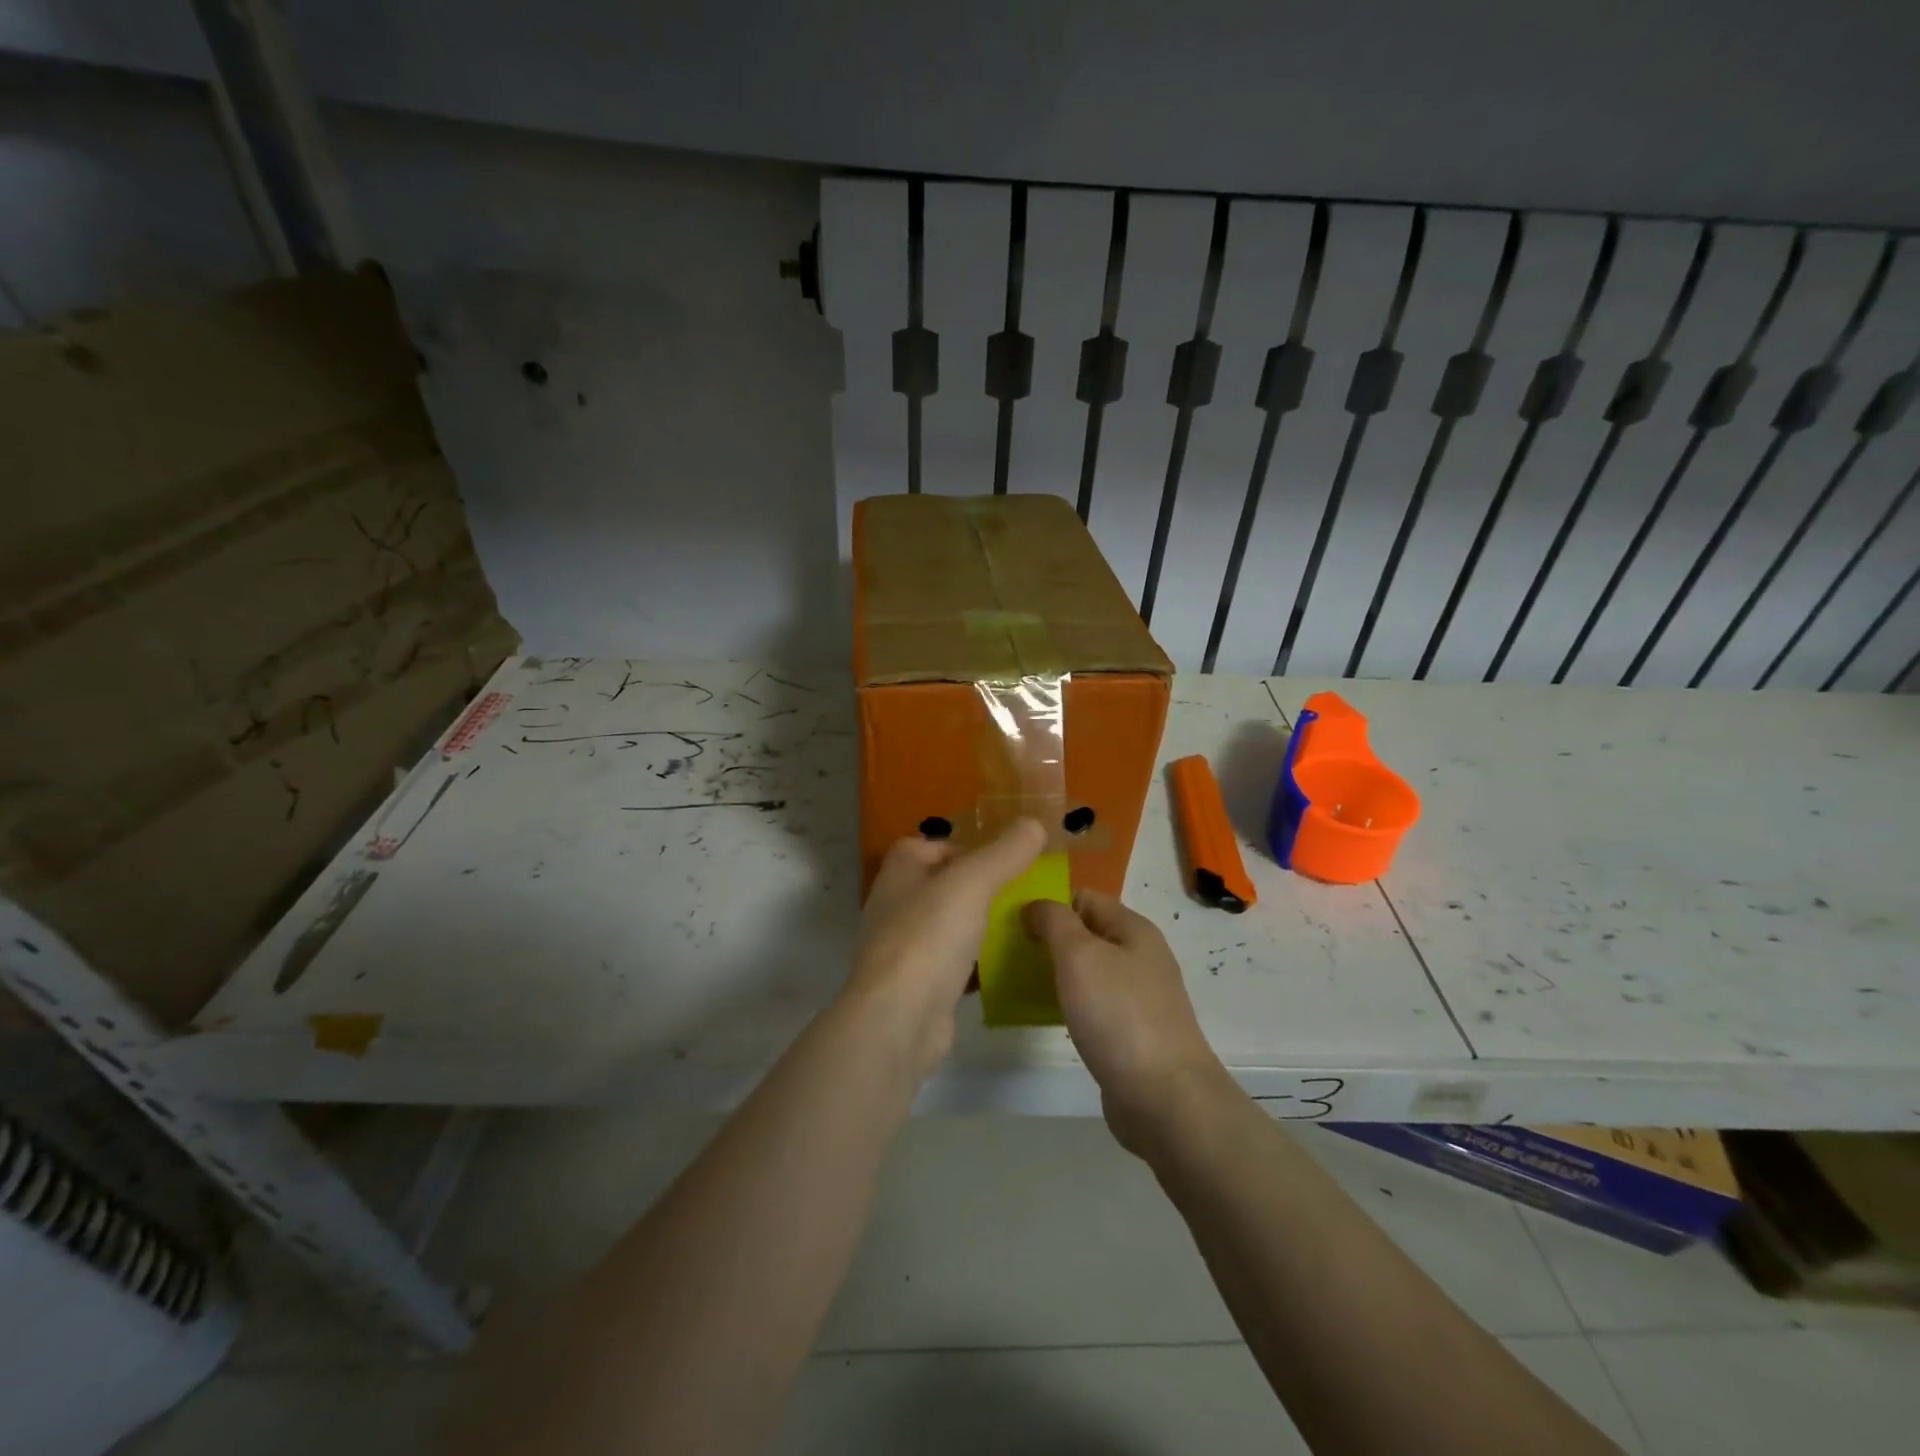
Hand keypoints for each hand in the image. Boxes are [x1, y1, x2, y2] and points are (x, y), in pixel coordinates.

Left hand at [842, 818, 1046, 1082]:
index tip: (1000, 860)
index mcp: (900, 872)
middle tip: (1021, 892)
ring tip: (1022, 926)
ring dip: (980, 925)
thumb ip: (1004, 852)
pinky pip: (954, 963)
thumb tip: (1034, 823)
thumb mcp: (973, 882)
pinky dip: (977, 963)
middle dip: (980, 888)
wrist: (899, 1019)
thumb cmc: (930, 936)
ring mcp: (905, 947)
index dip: (964, 847)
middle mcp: (896, 905)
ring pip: (950, 925)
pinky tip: (1007, 967)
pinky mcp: (919, 985)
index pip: (929, 846)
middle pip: (943, 885)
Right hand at [1023, 890, 1231, 1156]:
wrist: (1165, 1099)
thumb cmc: (1119, 1015)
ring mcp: (1138, 996)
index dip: (1048, 904)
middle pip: (1085, 934)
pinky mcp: (1132, 1032)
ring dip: (1056, 974)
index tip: (1012, 922)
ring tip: (1019, 985)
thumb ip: (1054, 921)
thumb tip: (1035, 906)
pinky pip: (1093, 1005)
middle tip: (1009, 955)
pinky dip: (1070, 1005)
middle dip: (1048, 940)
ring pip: (1087, 971)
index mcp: (1133, 928)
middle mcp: (1139, 956)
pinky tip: (1048, 1017)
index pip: (1083, 897)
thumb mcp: (1079, 954)